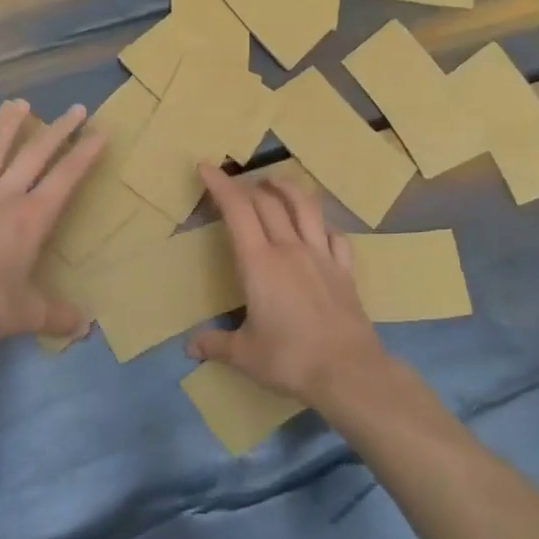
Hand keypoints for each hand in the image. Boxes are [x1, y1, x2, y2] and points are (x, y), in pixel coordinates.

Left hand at [0, 99, 104, 350]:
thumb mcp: (29, 315)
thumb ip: (58, 316)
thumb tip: (86, 326)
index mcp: (31, 218)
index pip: (65, 177)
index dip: (84, 153)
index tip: (100, 131)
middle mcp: (3, 197)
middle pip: (33, 154)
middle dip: (58, 129)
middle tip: (75, 108)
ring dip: (5, 126)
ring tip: (17, 103)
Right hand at [186, 164, 391, 408]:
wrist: (348, 371)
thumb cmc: (290, 359)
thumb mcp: (244, 355)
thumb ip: (215, 345)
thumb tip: (190, 347)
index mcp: (260, 263)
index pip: (238, 211)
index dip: (221, 185)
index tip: (207, 167)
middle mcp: (290, 248)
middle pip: (269, 202)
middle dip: (248, 185)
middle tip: (235, 183)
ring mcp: (322, 256)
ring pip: (306, 207)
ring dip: (287, 188)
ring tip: (275, 181)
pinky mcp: (345, 270)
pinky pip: (335, 235)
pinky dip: (322, 224)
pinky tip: (318, 227)